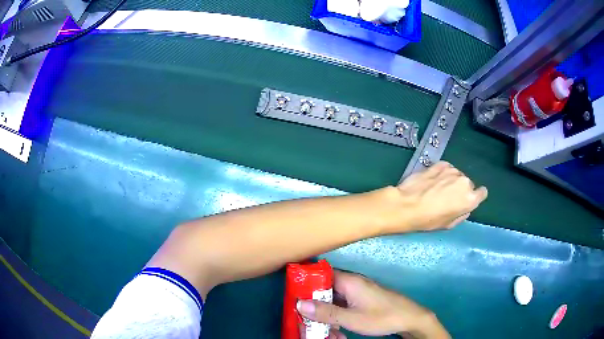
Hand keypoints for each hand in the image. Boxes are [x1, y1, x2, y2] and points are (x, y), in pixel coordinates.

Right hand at [297, 271, 449, 338]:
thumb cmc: (381, 316)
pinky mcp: (362, 300)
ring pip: (334, 300)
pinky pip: (343, 305)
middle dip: (316, 307)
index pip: (320, 275)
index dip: (306, 285)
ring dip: (327, 315)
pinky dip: (337, 316)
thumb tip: (299, 303)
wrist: (409, 318)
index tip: (296, 298)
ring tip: (324, 332)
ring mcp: (358, 291)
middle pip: (325, 290)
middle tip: (307, 321)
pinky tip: (336, 330)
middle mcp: (352, 282)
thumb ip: (326, 312)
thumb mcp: (351, 318)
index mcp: (348, 281)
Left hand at [385, 161, 487, 232]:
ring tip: (438, 189)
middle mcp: (465, 182)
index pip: (482, 193)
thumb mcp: (448, 225)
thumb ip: (462, 214)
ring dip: (452, 180)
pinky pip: (447, 168)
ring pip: (458, 175)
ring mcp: (453, 171)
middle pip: (468, 184)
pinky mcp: (441, 164)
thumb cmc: (428, 220)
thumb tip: (465, 208)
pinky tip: (433, 180)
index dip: (476, 196)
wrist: (407, 204)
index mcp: (470, 199)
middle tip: (448, 198)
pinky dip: (443, 173)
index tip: (468, 199)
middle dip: (461, 190)